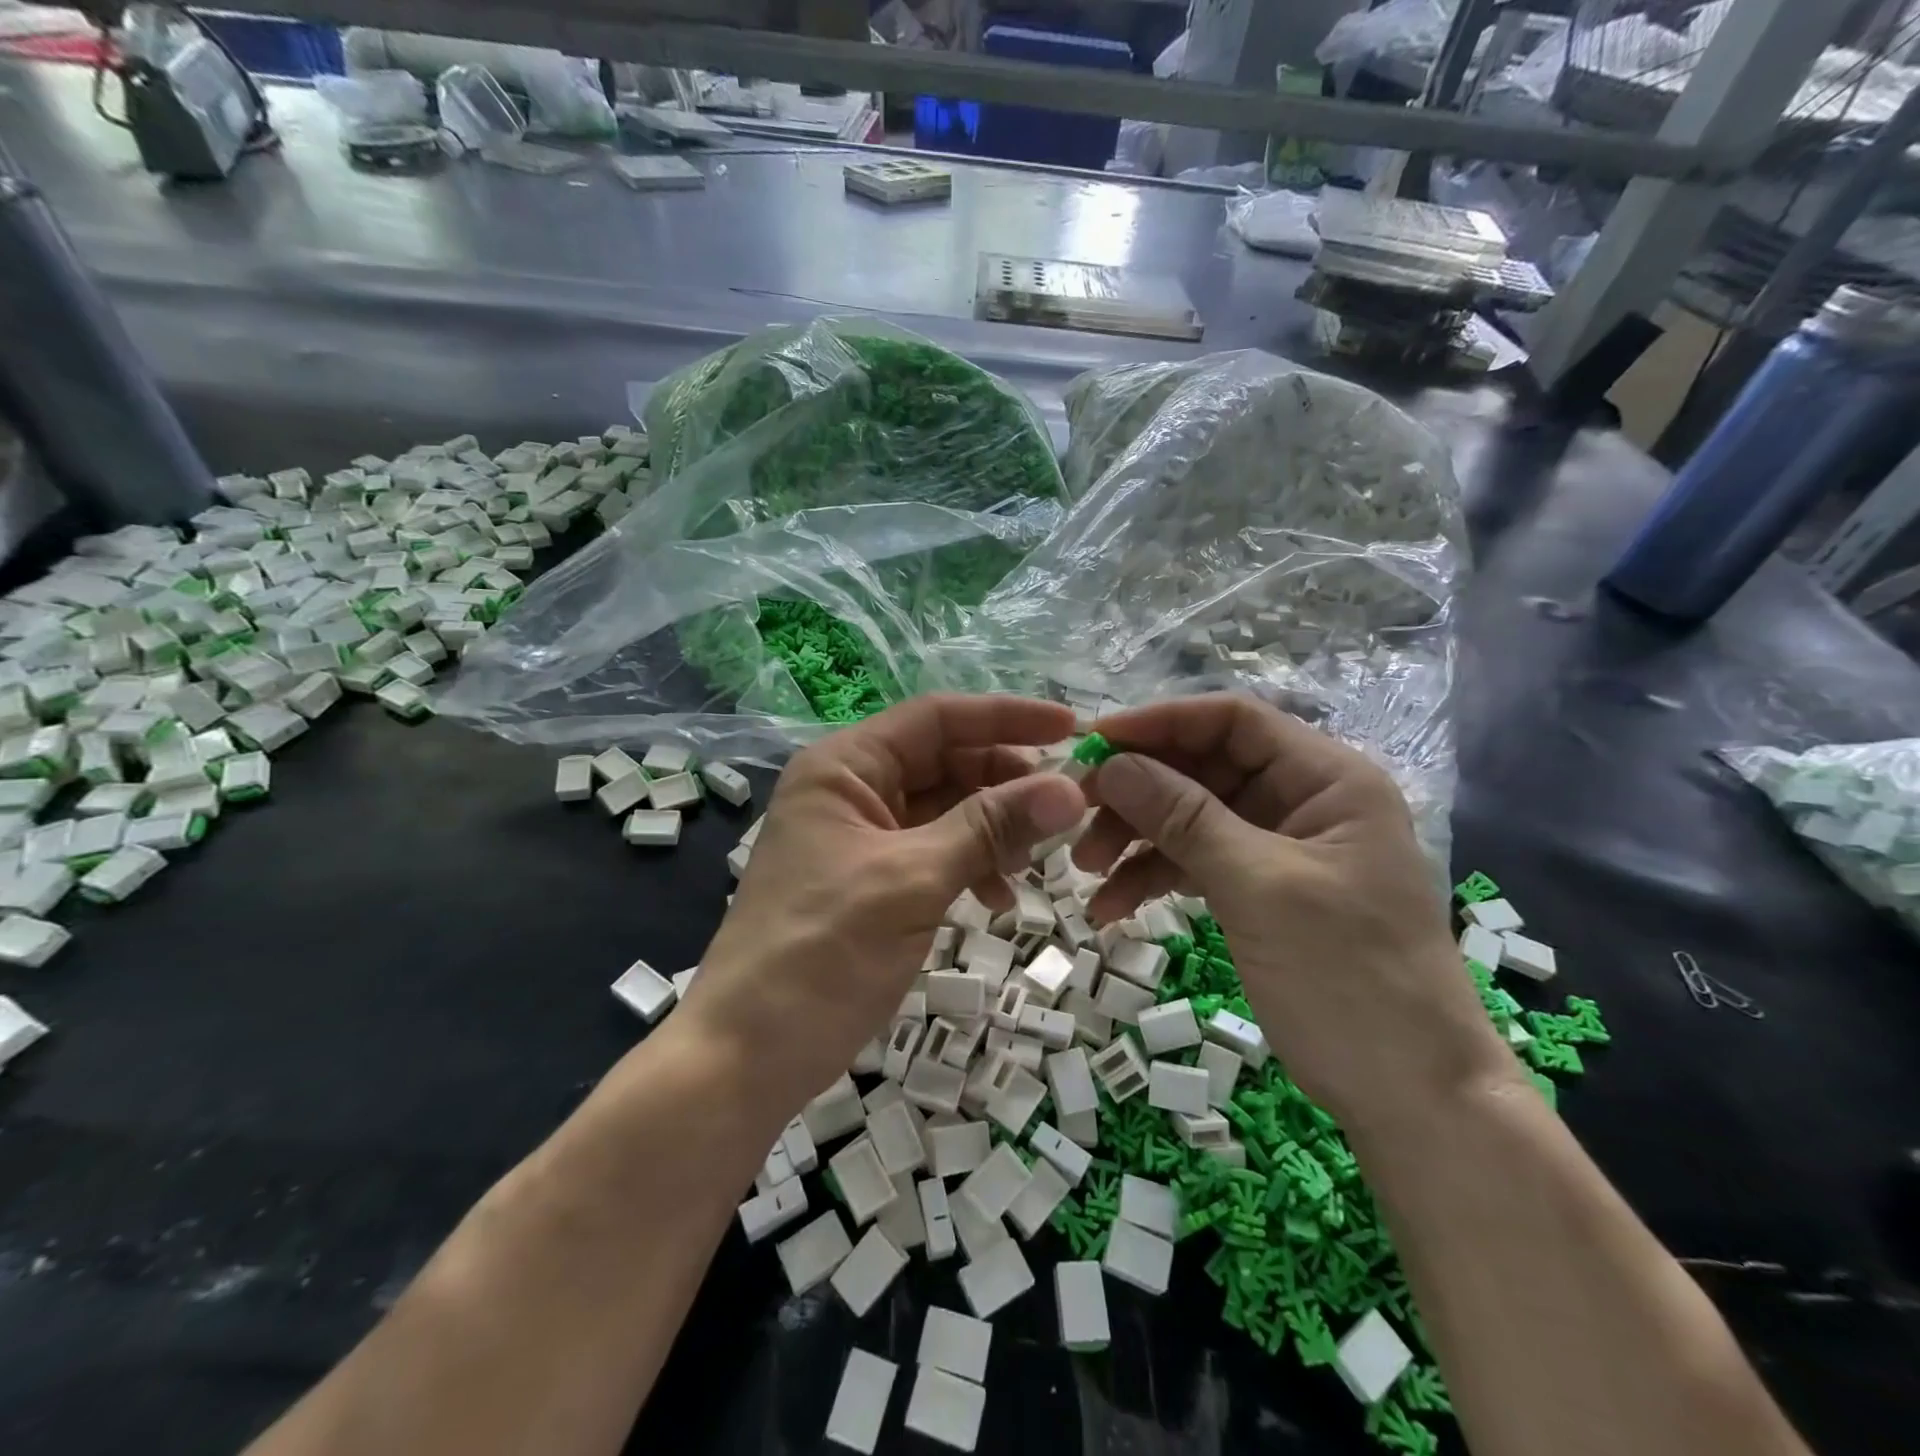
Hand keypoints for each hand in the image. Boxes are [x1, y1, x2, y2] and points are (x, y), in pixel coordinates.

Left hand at [682, 695, 1085, 1116]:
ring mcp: (860, 839)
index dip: (1005, 718)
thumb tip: (1071, 788)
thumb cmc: (822, 954)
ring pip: (944, 810)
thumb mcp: (912, 881)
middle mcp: (851, 790)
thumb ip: (990, 828)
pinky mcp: (871, 882)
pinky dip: (970, 866)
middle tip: (1063, 808)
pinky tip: (998, 897)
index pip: (936, 718)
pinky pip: (934, 853)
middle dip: (1004, 781)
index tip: (1071, 730)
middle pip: (944, 761)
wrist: (746, 1057)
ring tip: (1032, 861)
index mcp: (845, 767)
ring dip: (992, 828)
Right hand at [1074, 694, 1514, 1133]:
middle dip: (1138, 792)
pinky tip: (1111, 907)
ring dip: (1136, 840)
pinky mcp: (1262, 891)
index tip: (1093, 742)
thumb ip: (1183, 818)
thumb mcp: (1258, 887)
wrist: (1411, 1097)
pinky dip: (1155, 879)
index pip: (1232, 721)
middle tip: (1076, 817)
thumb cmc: (1348, 978)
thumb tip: (1111, 764)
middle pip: (1203, 769)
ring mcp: (1280, 848)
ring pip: (1192, 819)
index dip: (1160, 722)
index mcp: (1327, 779)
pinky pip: (1197, 864)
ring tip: (1086, 873)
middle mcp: (1303, 801)